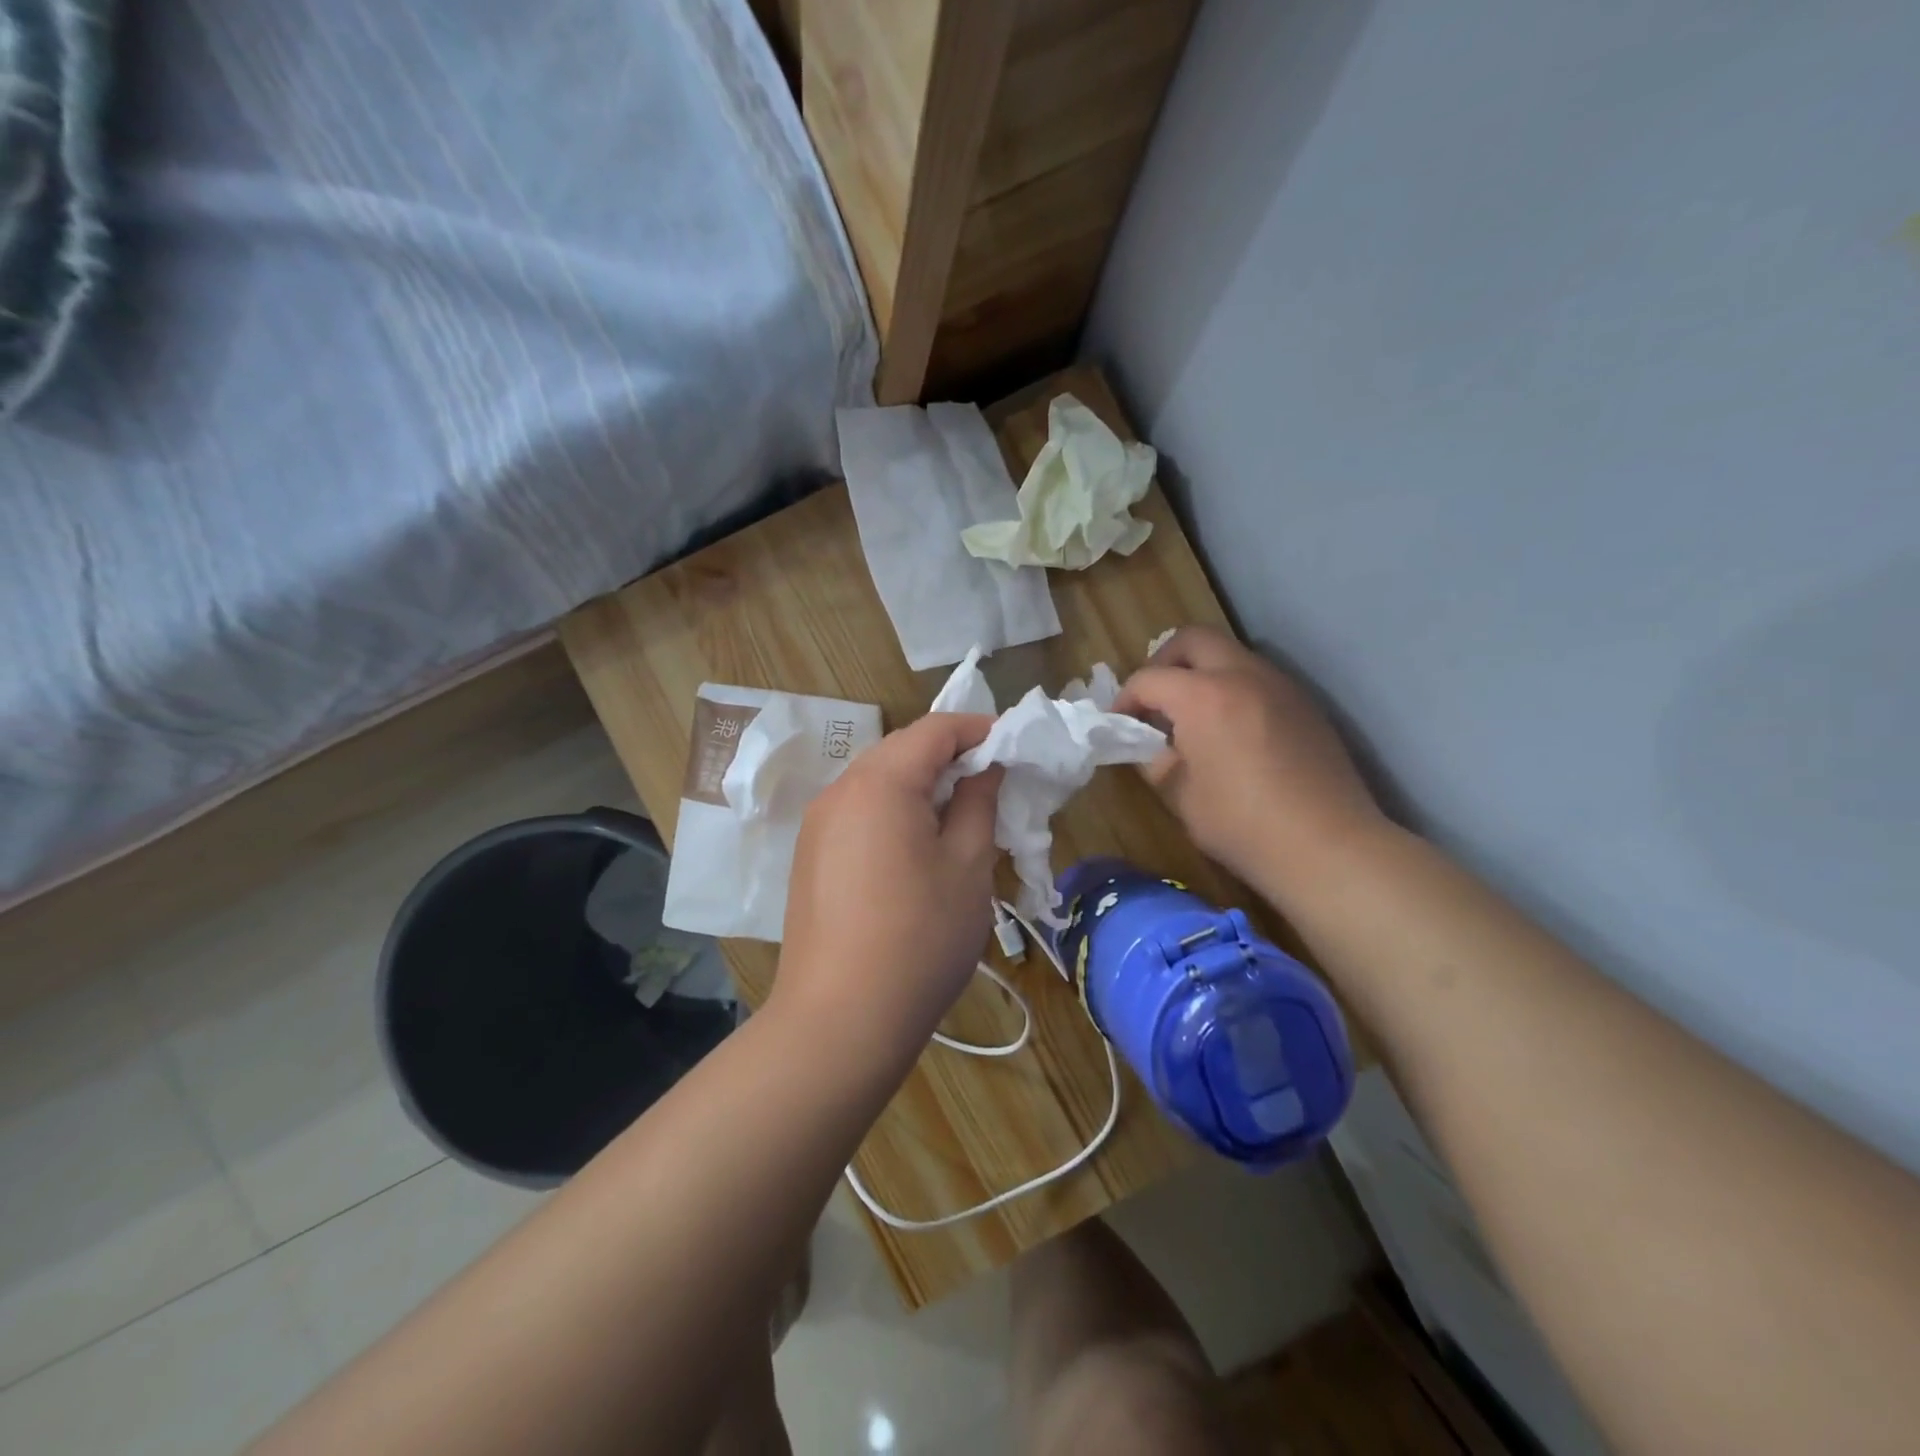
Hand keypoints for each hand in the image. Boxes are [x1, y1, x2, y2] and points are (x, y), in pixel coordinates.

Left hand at [773, 713, 1004, 1065]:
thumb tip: (983, 768)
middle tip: (992, 784)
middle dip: (950, 757)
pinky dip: (893, 811)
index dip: (978, 729)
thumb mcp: (967, 866)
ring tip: (959, 817)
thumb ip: (977, 803)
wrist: (840, 1020)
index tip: (1014, 746)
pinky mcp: (810, 856)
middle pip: (901, 750)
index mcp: (880, 782)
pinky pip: (858, 812)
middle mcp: (839, 790)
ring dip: (921, 786)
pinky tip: (916, 848)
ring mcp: (817, 824)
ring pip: (877, 781)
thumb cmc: (919, 938)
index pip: (934, 729)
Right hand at [1115, 626, 1382, 899]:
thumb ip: (1156, 760)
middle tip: (1154, 701)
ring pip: (1230, 654)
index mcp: (1203, 696)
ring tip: (1192, 717)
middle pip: (1192, 640)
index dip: (1124, 699)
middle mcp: (1242, 675)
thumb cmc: (1242, 825)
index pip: (1149, 679)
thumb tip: (1149, 746)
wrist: (1327, 847)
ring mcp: (1280, 685)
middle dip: (1163, 663)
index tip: (1117, 724)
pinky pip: (1258, 678)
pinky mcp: (1305, 704)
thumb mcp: (1180, 796)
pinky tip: (1231, 731)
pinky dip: (1233, 689)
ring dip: (1202, 673)